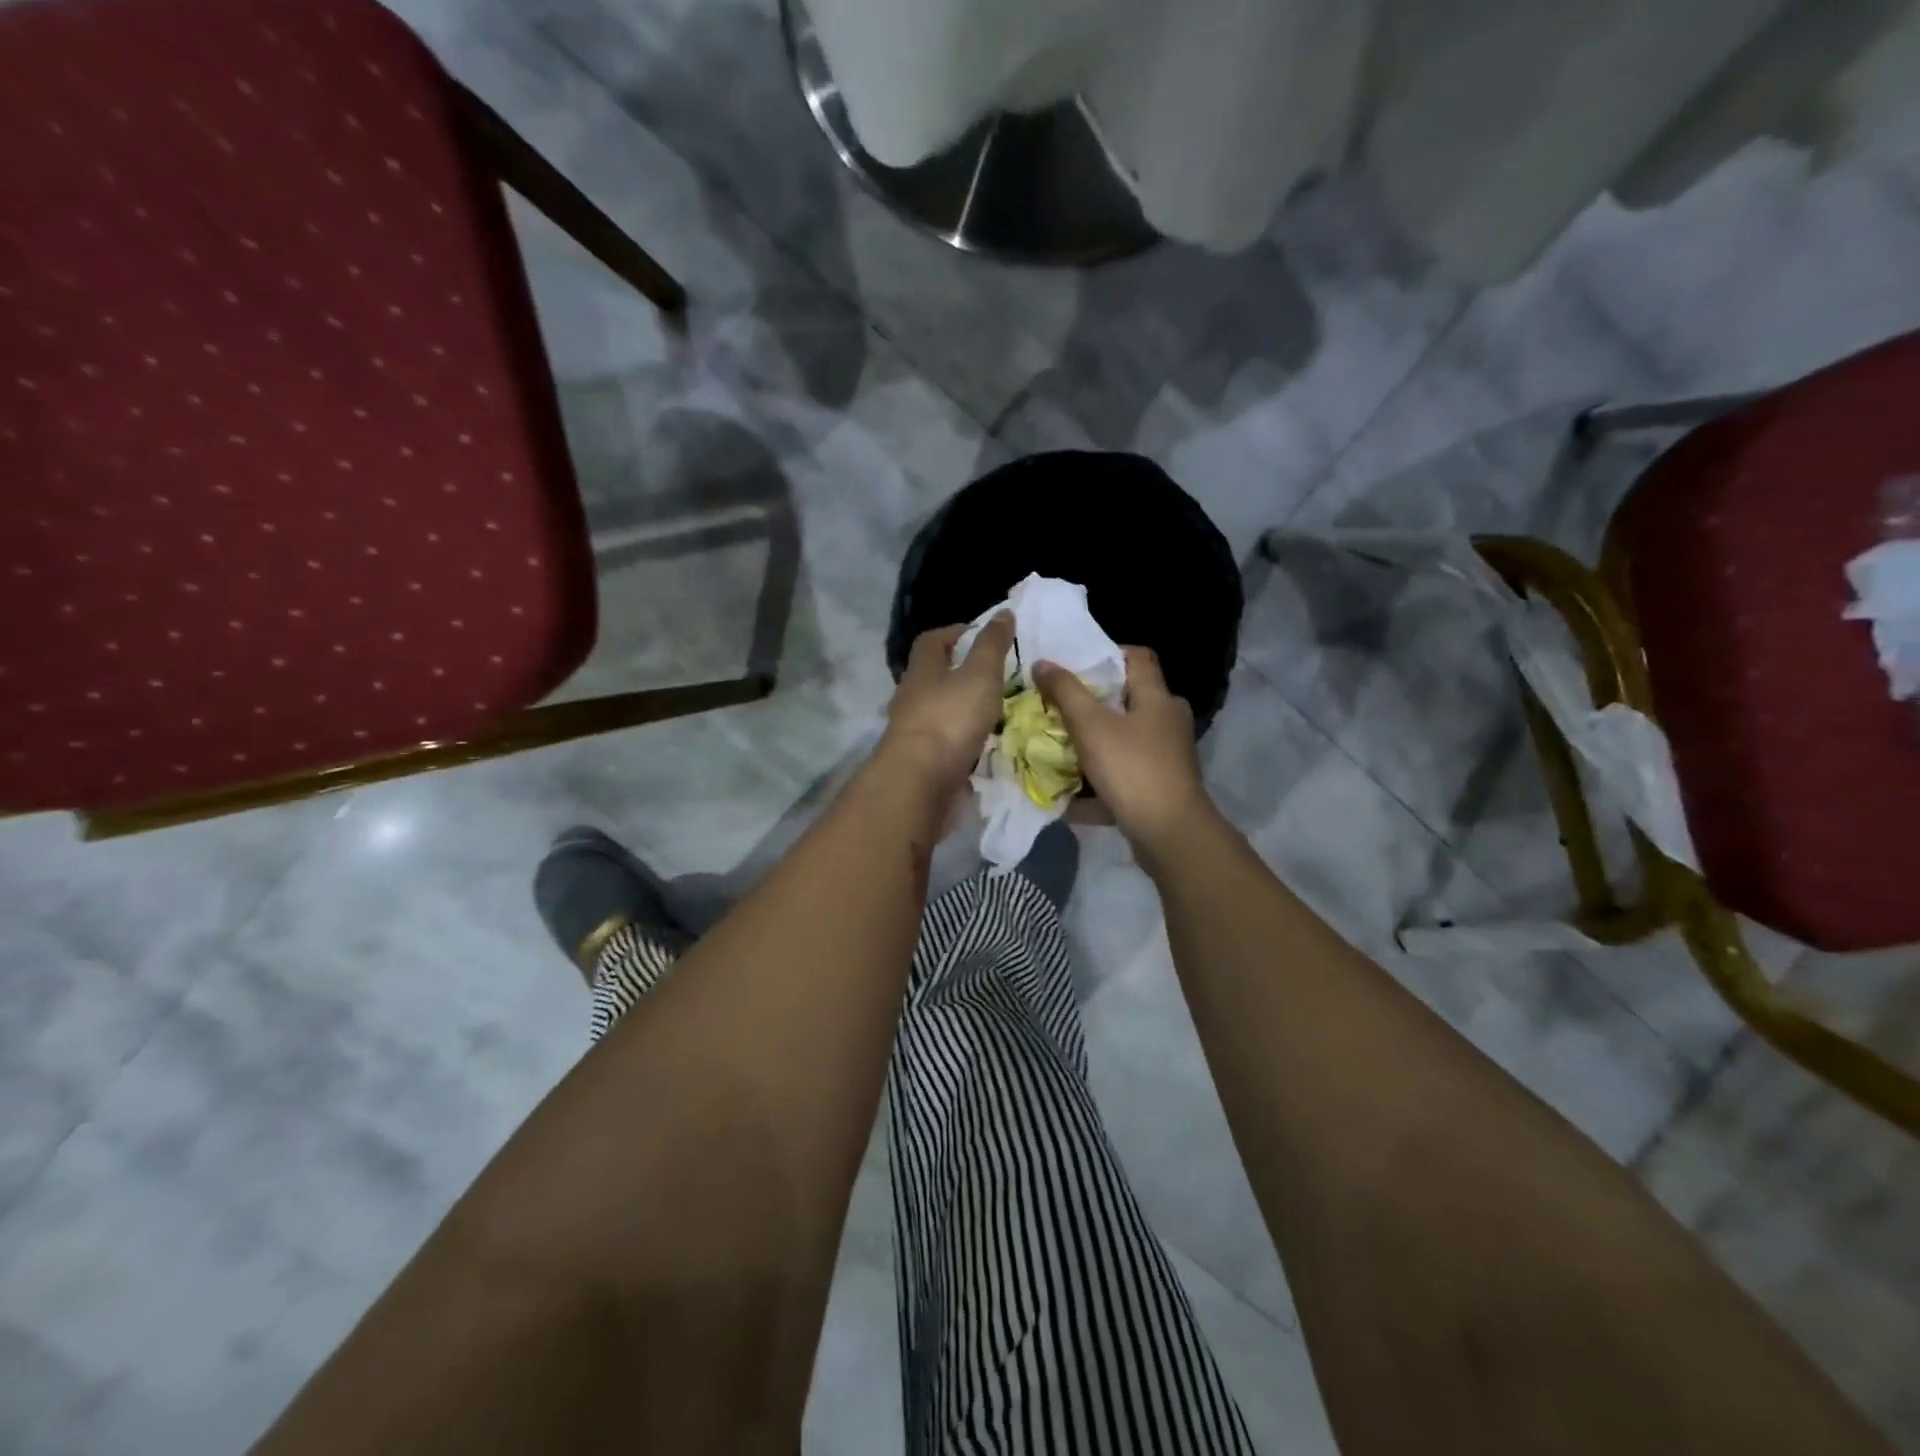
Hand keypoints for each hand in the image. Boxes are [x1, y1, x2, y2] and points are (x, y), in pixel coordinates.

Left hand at [878, 614, 1014, 791]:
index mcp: (922, 670)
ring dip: (964, 708)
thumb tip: (1003, 612)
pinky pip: (946, 742)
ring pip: (941, 710)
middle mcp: (912, 697)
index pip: (932, 640)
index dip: (956, 632)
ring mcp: (914, 731)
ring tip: (998, 711)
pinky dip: (965, 739)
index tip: (982, 635)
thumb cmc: (950, 718)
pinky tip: (986, 744)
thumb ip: (992, 645)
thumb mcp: (980, 674)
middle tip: (997, 675)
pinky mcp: (922, 760)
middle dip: (962, 673)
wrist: (920, 781)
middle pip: (934, 676)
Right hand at [1033, 647, 1214, 851]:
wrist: (1170, 834)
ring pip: (1123, 739)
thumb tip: (1042, 662)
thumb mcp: (1091, 726)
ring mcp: (1166, 756)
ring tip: (1058, 745)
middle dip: (1092, 702)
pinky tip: (1070, 795)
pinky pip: (1123, 774)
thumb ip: (1065, 692)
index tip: (1073, 663)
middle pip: (1127, 699)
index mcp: (1158, 698)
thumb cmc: (1132, 769)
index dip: (1106, 653)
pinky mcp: (1159, 786)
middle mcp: (1168, 721)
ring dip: (1093, 742)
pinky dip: (1098, 781)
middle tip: (1057, 705)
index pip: (1137, 656)